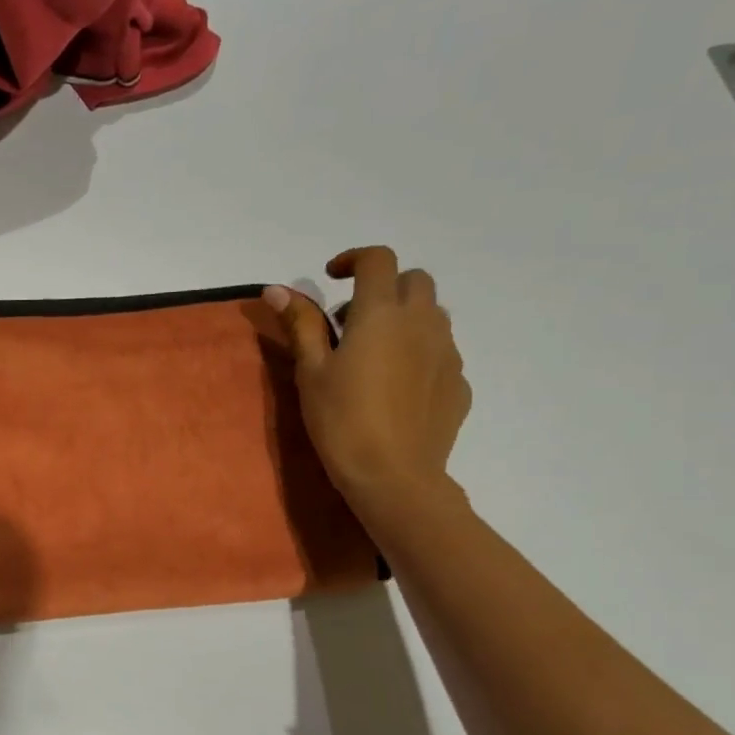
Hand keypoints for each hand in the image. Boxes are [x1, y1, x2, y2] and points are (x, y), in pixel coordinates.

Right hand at [265, 246, 470, 516]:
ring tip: (373, 355)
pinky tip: (394, 387)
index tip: (332, 278)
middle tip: (350, 322)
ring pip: (432, 314)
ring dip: (403, 318)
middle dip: (383, 287)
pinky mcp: (459, 382)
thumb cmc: (341, 420)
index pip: (378, 260)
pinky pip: (440, 351)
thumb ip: (300, 324)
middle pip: (414, 280)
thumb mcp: (311, 371)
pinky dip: (417, 352)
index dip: (354, 259)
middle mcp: (423, 323)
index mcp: (381, 314)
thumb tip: (276, 289)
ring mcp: (447, 352)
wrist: (394, 475)